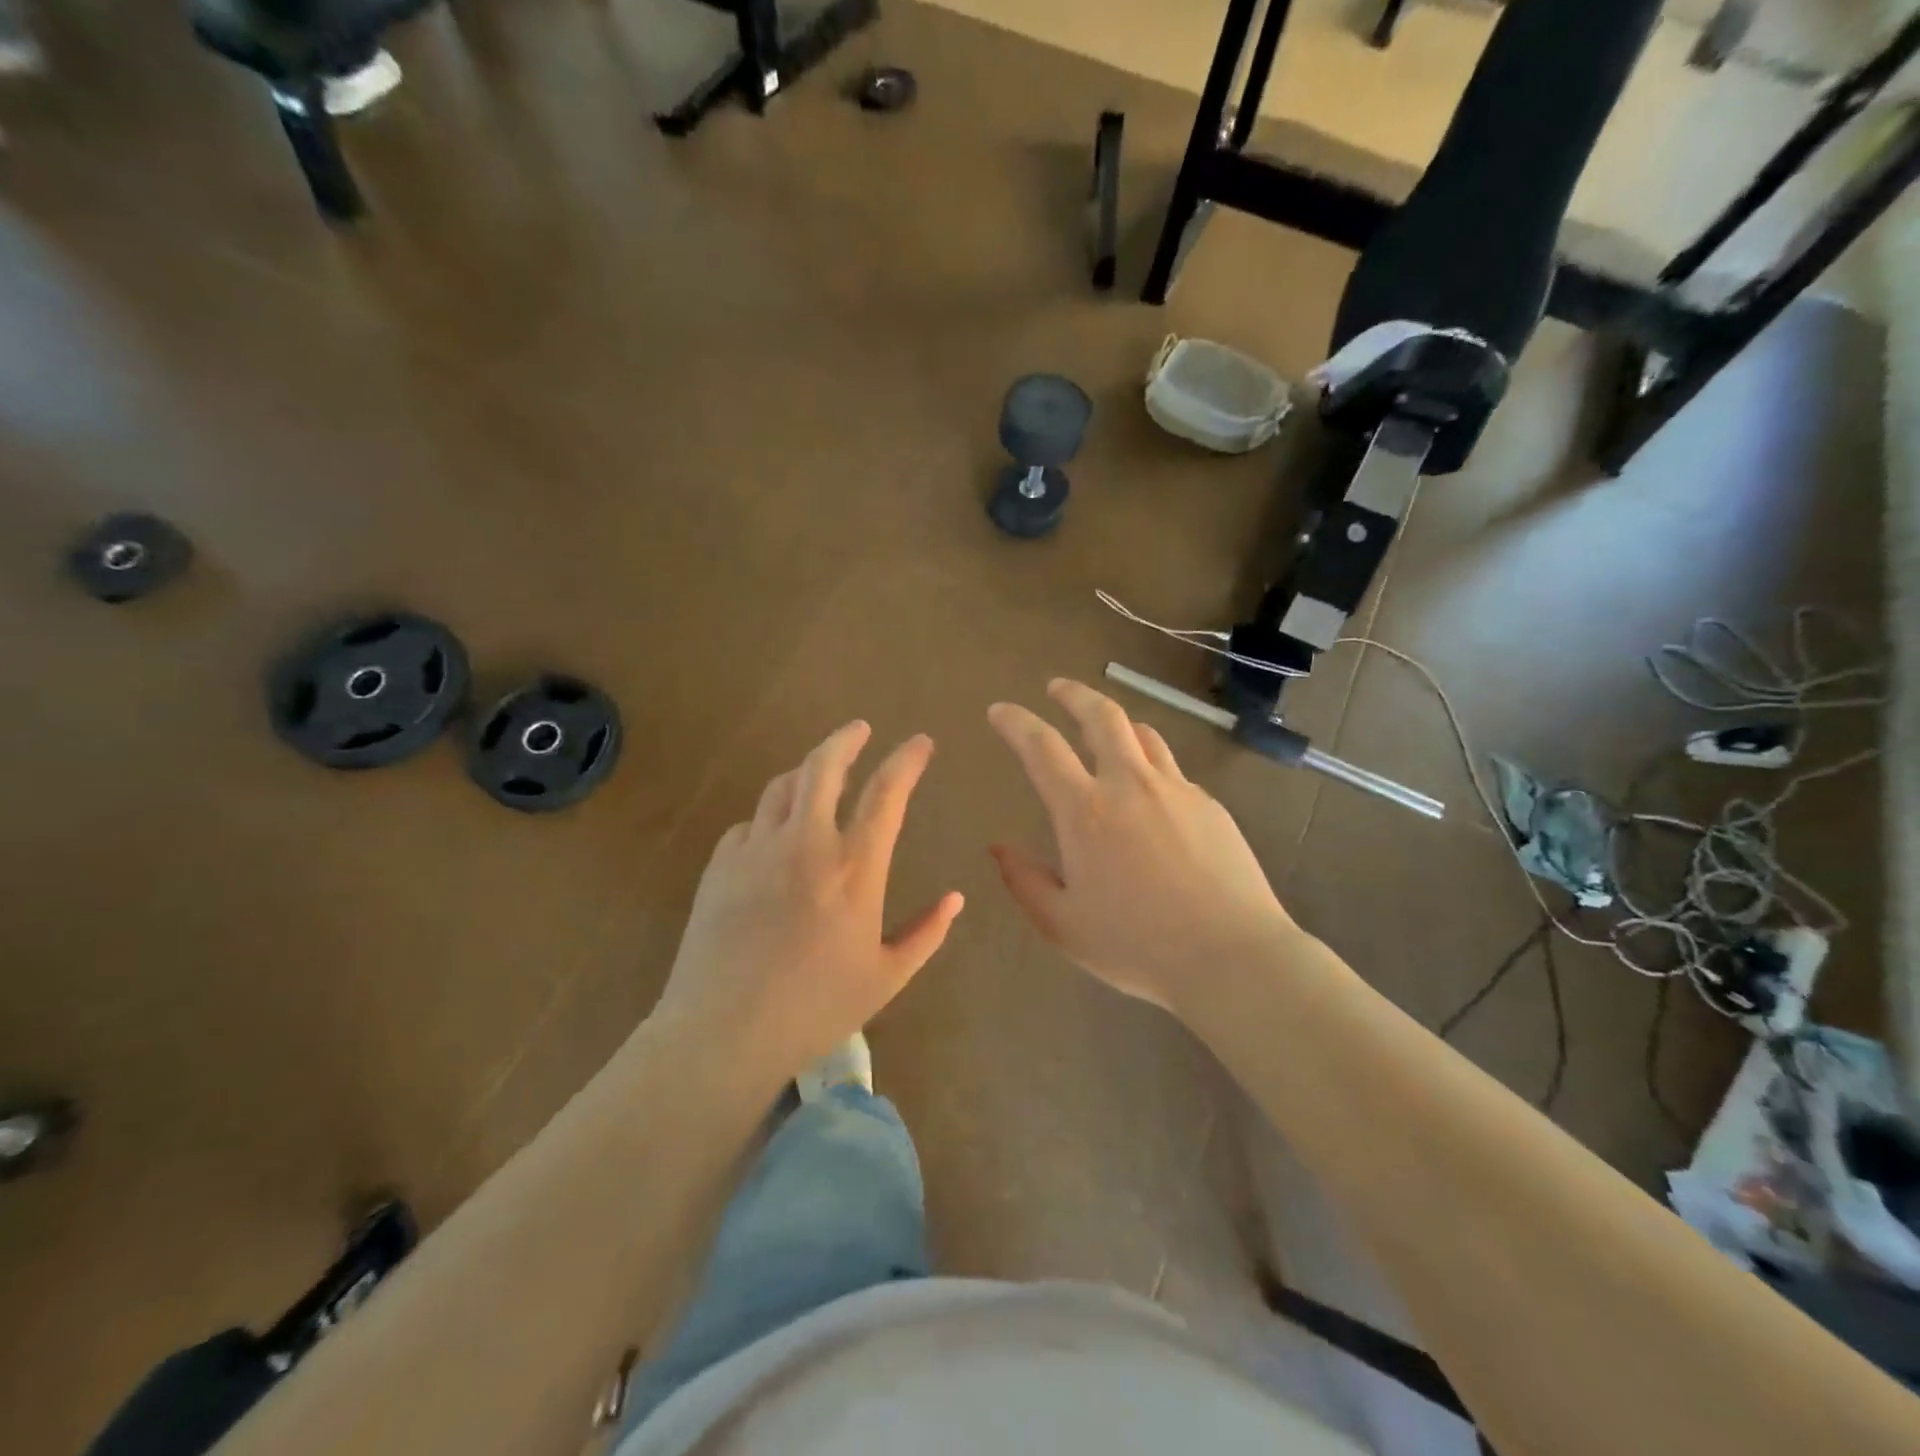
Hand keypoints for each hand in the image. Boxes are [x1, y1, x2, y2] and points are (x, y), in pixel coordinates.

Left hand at [653, 722, 964, 1087]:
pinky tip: (776, 835)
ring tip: (820, 774)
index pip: (887, 793)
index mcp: (854, 868)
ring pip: (783, 786)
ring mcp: (757, 849)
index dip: (907, 760)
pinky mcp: (721, 865)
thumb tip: (956, 898)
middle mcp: (806, 844)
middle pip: (824, 766)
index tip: (922, 743)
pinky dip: (771, 818)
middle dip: (846, 738)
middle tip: (861, 729)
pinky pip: (750, 824)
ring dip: (807, 771)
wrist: (724, 1033)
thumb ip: (926, 933)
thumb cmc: (816, 1008)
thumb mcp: (886, 977)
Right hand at [988, 680, 1295, 1015]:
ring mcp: (1177, 790)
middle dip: (1074, 694)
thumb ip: (1025, 881)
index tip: (1000, 710)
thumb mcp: (1063, 925)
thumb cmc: (1137, 946)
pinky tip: (1153, 798)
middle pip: (1102, 716)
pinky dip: (1152, 768)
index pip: (1041, 747)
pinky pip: (1174, 772)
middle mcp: (1130, 785)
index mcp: (1086, 811)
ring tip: (1107, 731)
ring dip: (1118, 724)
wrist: (1232, 956)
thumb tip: (1000, 848)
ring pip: (1144, 735)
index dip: (1016, 722)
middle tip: (1057, 688)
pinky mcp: (1211, 806)